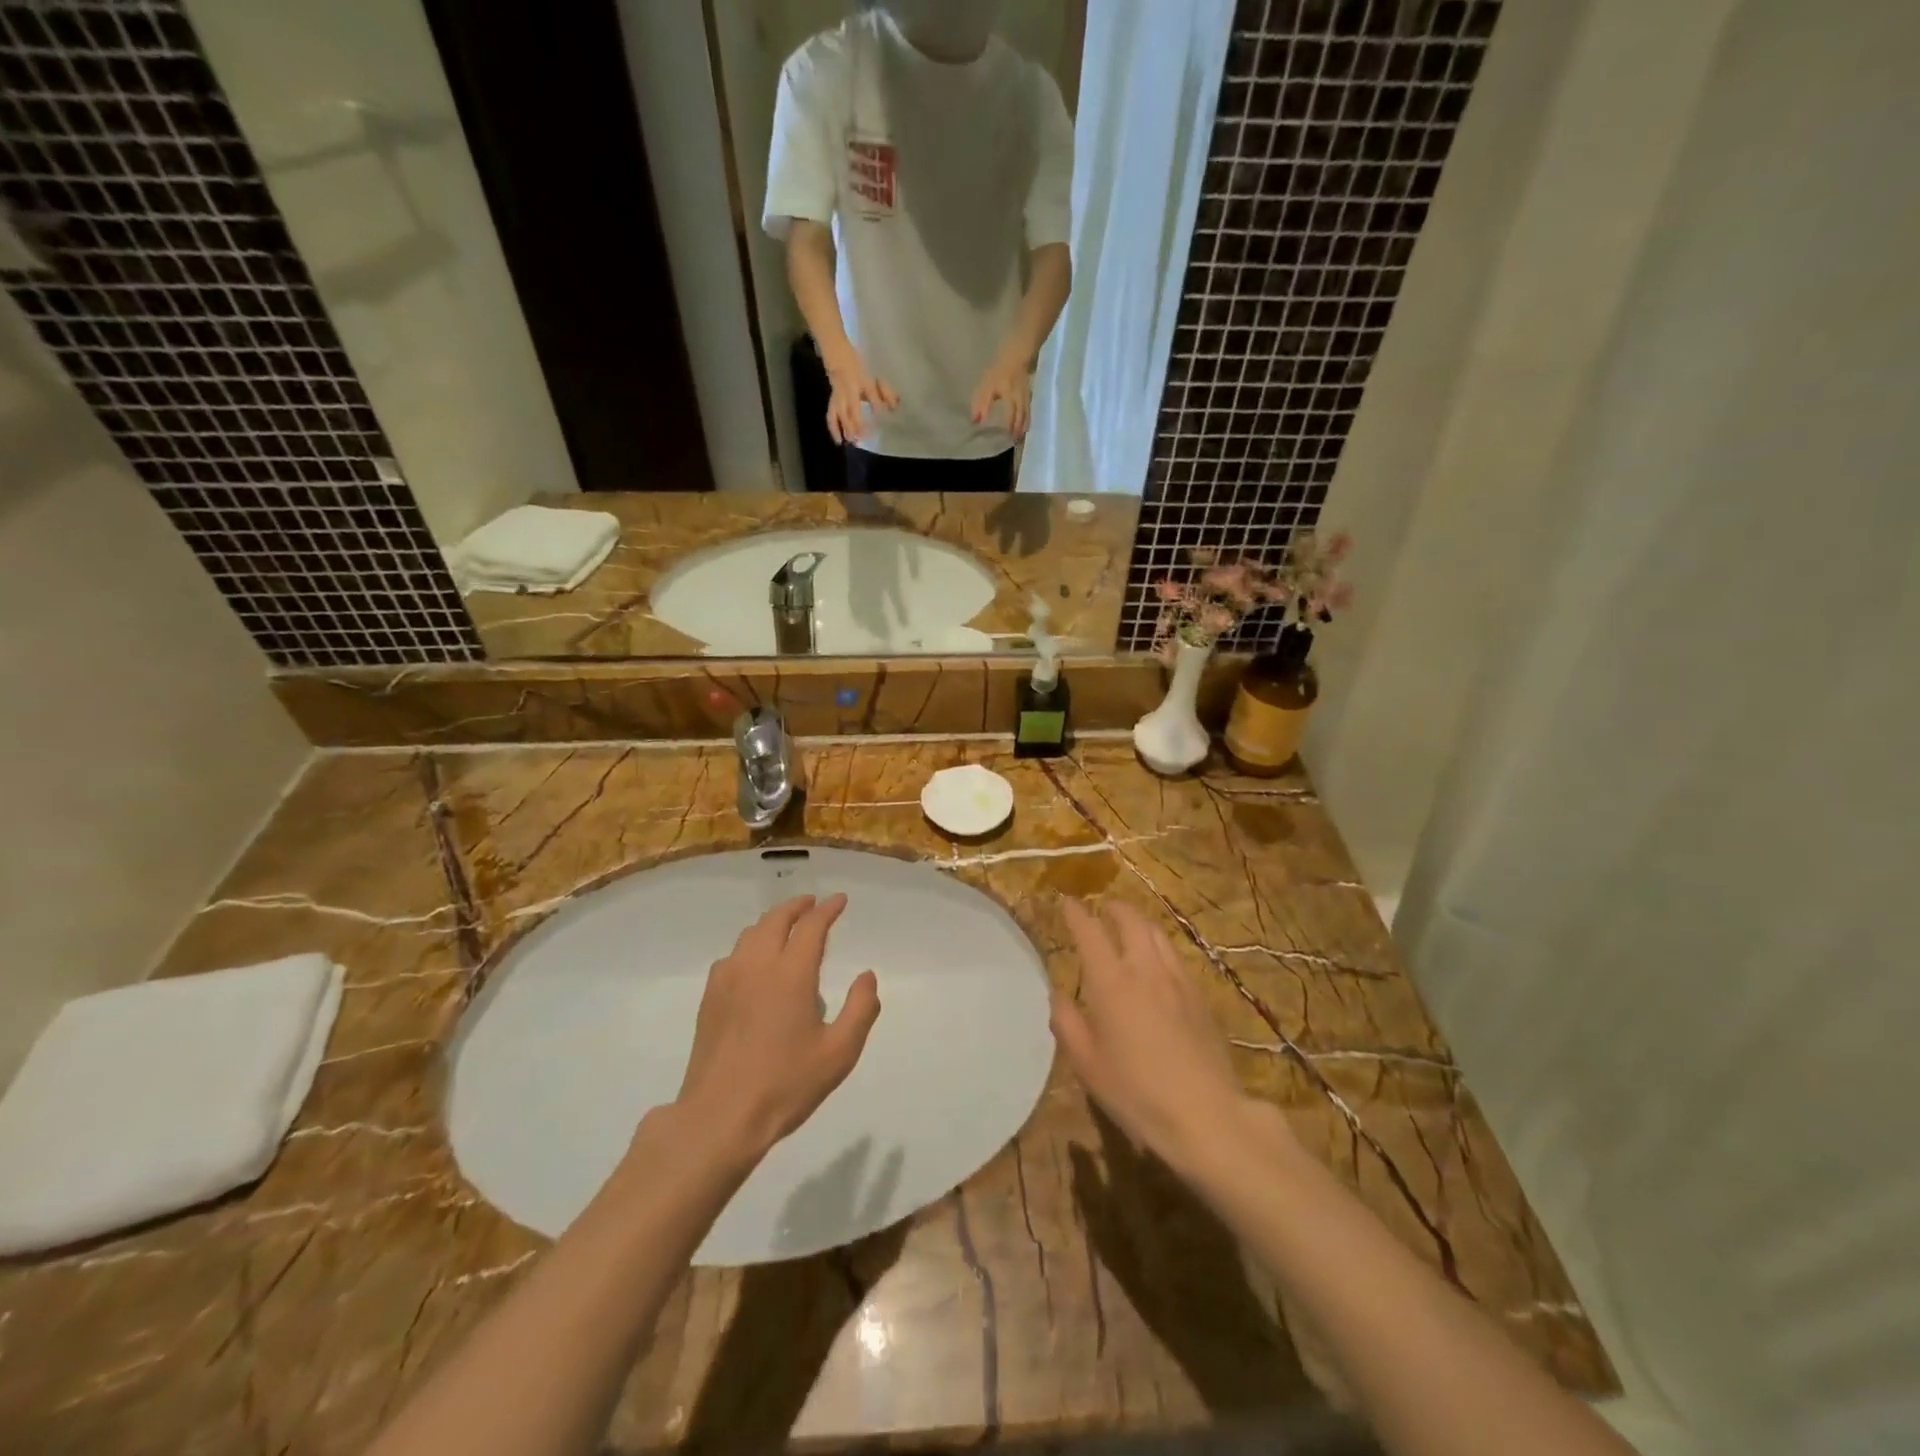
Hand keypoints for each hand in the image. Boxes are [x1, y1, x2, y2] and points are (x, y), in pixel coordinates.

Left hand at [674, 894, 880, 1160]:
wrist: (720, 1117)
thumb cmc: (786, 1085)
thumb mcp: (839, 1053)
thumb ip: (861, 1009)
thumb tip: (867, 976)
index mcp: (791, 974)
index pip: (811, 926)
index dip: (828, 909)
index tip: (840, 900)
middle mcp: (757, 966)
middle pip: (776, 920)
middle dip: (797, 907)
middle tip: (813, 904)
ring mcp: (728, 980)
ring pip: (751, 934)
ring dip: (772, 922)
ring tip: (786, 926)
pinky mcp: (710, 998)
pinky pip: (732, 956)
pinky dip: (750, 945)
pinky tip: (754, 962)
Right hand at [825, 359, 898, 444]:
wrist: (836, 355)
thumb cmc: (857, 368)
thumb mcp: (872, 377)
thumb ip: (885, 393)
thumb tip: (895, 406)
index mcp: (861, 381)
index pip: (870, 395)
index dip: (876, 406)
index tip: (883, 418)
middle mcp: (848, 391)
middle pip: (852, 409)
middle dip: (858, 424)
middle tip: (864, 439)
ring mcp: (839, 396)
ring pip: (840, 414)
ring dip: (846, 428)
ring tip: (852, 442)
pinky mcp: (833, 401)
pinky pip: (831, 416)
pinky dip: (834, 429)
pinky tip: (839, 440)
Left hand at [971, 355, 1033, 439]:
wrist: (1016, 353)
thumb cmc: (999, 370)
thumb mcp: (987, 387)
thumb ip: (981, 405)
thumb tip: (976, 422)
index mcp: (1011, 399)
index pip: (1011, 418)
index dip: (1010, 428)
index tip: (1007, 439)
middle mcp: (1020, 400)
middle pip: (1021, 418)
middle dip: (1019, 429)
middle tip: (1017, 441)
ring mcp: (1026, 395)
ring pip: (1027, 413)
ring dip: (1024, 424)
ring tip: (1022, 434)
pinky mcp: (1028, 391)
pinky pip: (1028, 407)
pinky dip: (1027, 416)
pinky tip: (1026, 419)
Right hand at [1050, 900, 1256, 1173]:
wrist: (1205, 1115)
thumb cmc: (1136, 1092)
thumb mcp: (1087, 1064)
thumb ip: (1067, 1023)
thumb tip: (1058, 995)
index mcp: (1111, 982)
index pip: (1090, 932)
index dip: (1076, 913)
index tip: (1067, 902)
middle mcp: (1145, 970)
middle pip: (1131, 921)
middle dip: (1114, 908)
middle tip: (1103, 909)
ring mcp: (1178, 980)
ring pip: (1158, 934)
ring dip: (1140, 922)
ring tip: (1130, 928)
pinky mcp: (1200, 996)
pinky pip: (1176, 956)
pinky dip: (1160, 946)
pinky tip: (1158, 963)